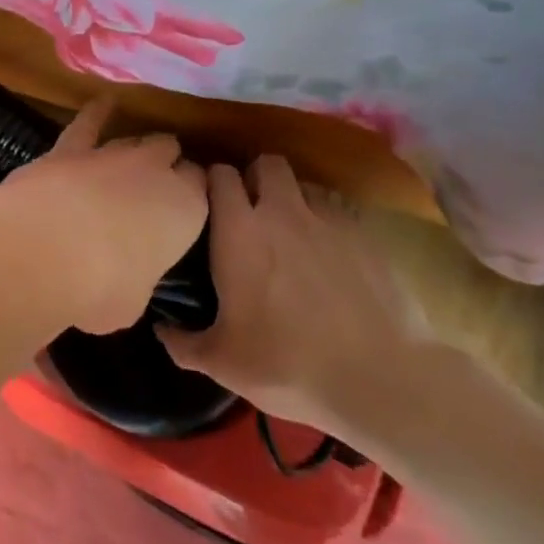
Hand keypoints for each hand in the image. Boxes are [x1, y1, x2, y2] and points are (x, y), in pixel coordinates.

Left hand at [0, 97, 207, 334]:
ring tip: (134, 157)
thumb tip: (125, 281)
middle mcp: (155, 172)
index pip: (201, 187)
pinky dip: (97, 113)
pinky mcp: (70, 148)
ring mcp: (112, 154)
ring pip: (136, 139)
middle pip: (171, 154)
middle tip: (154, 186)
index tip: (182, 207)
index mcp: (186, 210)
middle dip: (166, 165)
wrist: (46, 250)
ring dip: (136, 149)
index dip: (191, 194)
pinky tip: (103, 103)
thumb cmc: (101, 289)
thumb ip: (137, 280)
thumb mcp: (133, 302)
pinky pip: (89, 123)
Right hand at [157, 155, 431, 447]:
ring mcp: (329, 219)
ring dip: (292, 198)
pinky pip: (337, 210)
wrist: (380, 379)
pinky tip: (328, 254)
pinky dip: (326, 222)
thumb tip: (162, 331)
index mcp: (239, 231)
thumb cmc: (287, 365)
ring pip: (304, 184)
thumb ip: (184, 342)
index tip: (206, 202)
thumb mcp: (223, 363)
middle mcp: (282, 212)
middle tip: (249, 211)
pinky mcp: (366, 235)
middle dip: (255, 178)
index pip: (219, 175)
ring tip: (291, 231)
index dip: (211, 182)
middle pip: (266, 163)